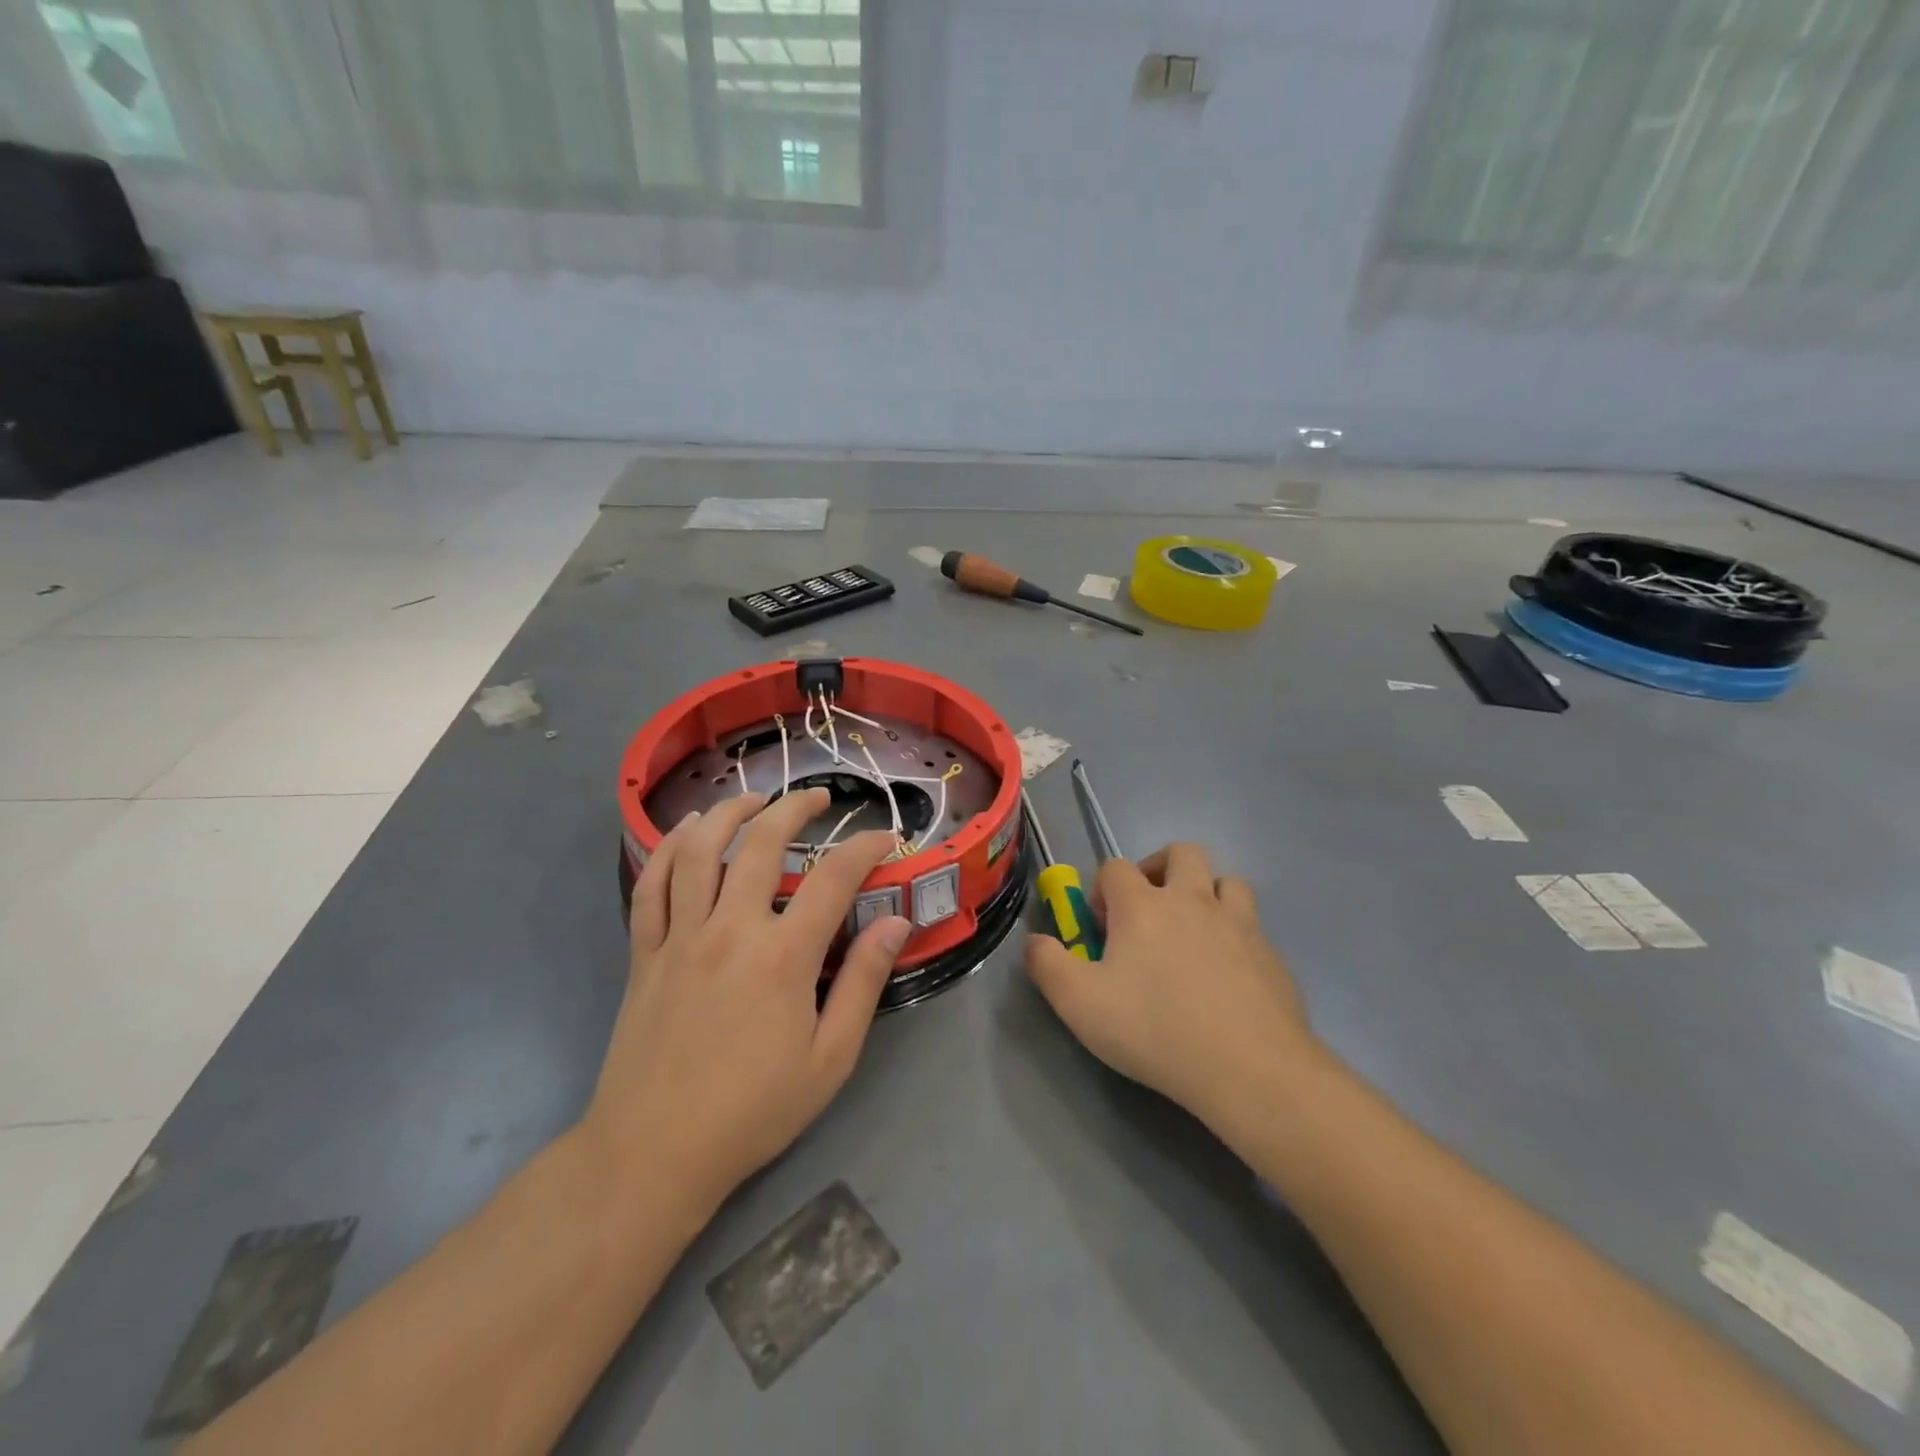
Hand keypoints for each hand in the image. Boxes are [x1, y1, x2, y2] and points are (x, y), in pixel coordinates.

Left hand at [582, 789, 910, 1221]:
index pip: (834, 878)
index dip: (865, 848)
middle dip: (794, 808)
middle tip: (818, 799)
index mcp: (782, 957)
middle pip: (761, 844)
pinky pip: (651, 885)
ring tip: (753, 800)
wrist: (653, 1152)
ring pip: (699, 850)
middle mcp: (730, 930)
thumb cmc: (752, 1110)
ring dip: (729, 813)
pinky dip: (668, 849)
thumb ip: (863, 983)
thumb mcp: (830, 1059)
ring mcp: (680, 937)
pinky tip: (687, 833)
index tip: (884, 838)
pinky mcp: (644, 952)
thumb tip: (894, 924)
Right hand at [1025, 844, 1320, 1129]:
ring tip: (1193, 932)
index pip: (1115, 868)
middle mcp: (1192, 899)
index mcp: (1143, 905)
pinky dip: (1235, 935)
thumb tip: (1033, 942)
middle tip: (1149, 910)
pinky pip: (1252, 925)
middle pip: (1181, 852)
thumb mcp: (1079, 1004)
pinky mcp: (1271, 954)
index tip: (1101, 930)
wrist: (1250, 1068)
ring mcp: (1239, 923)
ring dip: (1206, 893)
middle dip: (1159, 869)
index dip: (1102, 891)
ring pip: (1226, 881)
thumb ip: (1047, 965)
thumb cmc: (1155, 1030)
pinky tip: (1227, 975)